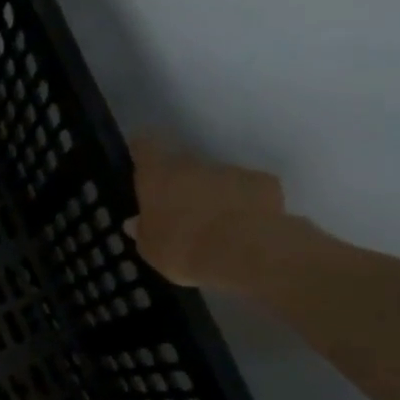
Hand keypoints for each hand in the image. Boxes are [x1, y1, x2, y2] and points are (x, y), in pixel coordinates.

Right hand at [125, 138, 292, 289]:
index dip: (141, 151)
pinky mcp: (264, 182)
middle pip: (182, 165)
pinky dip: (243, 202)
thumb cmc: (183, 249)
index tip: (140, 162)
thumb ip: (143, 231)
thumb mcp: (150, 249)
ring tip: (214, 225)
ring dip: (211, 194)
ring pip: (215, 178)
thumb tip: (136, 222)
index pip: (144, 147)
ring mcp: (231, 170)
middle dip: (179, 183)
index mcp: (158, 175)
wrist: (244, 253)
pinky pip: (247, 189)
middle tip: (178, 211)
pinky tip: (244, 227)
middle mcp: (193, 164)